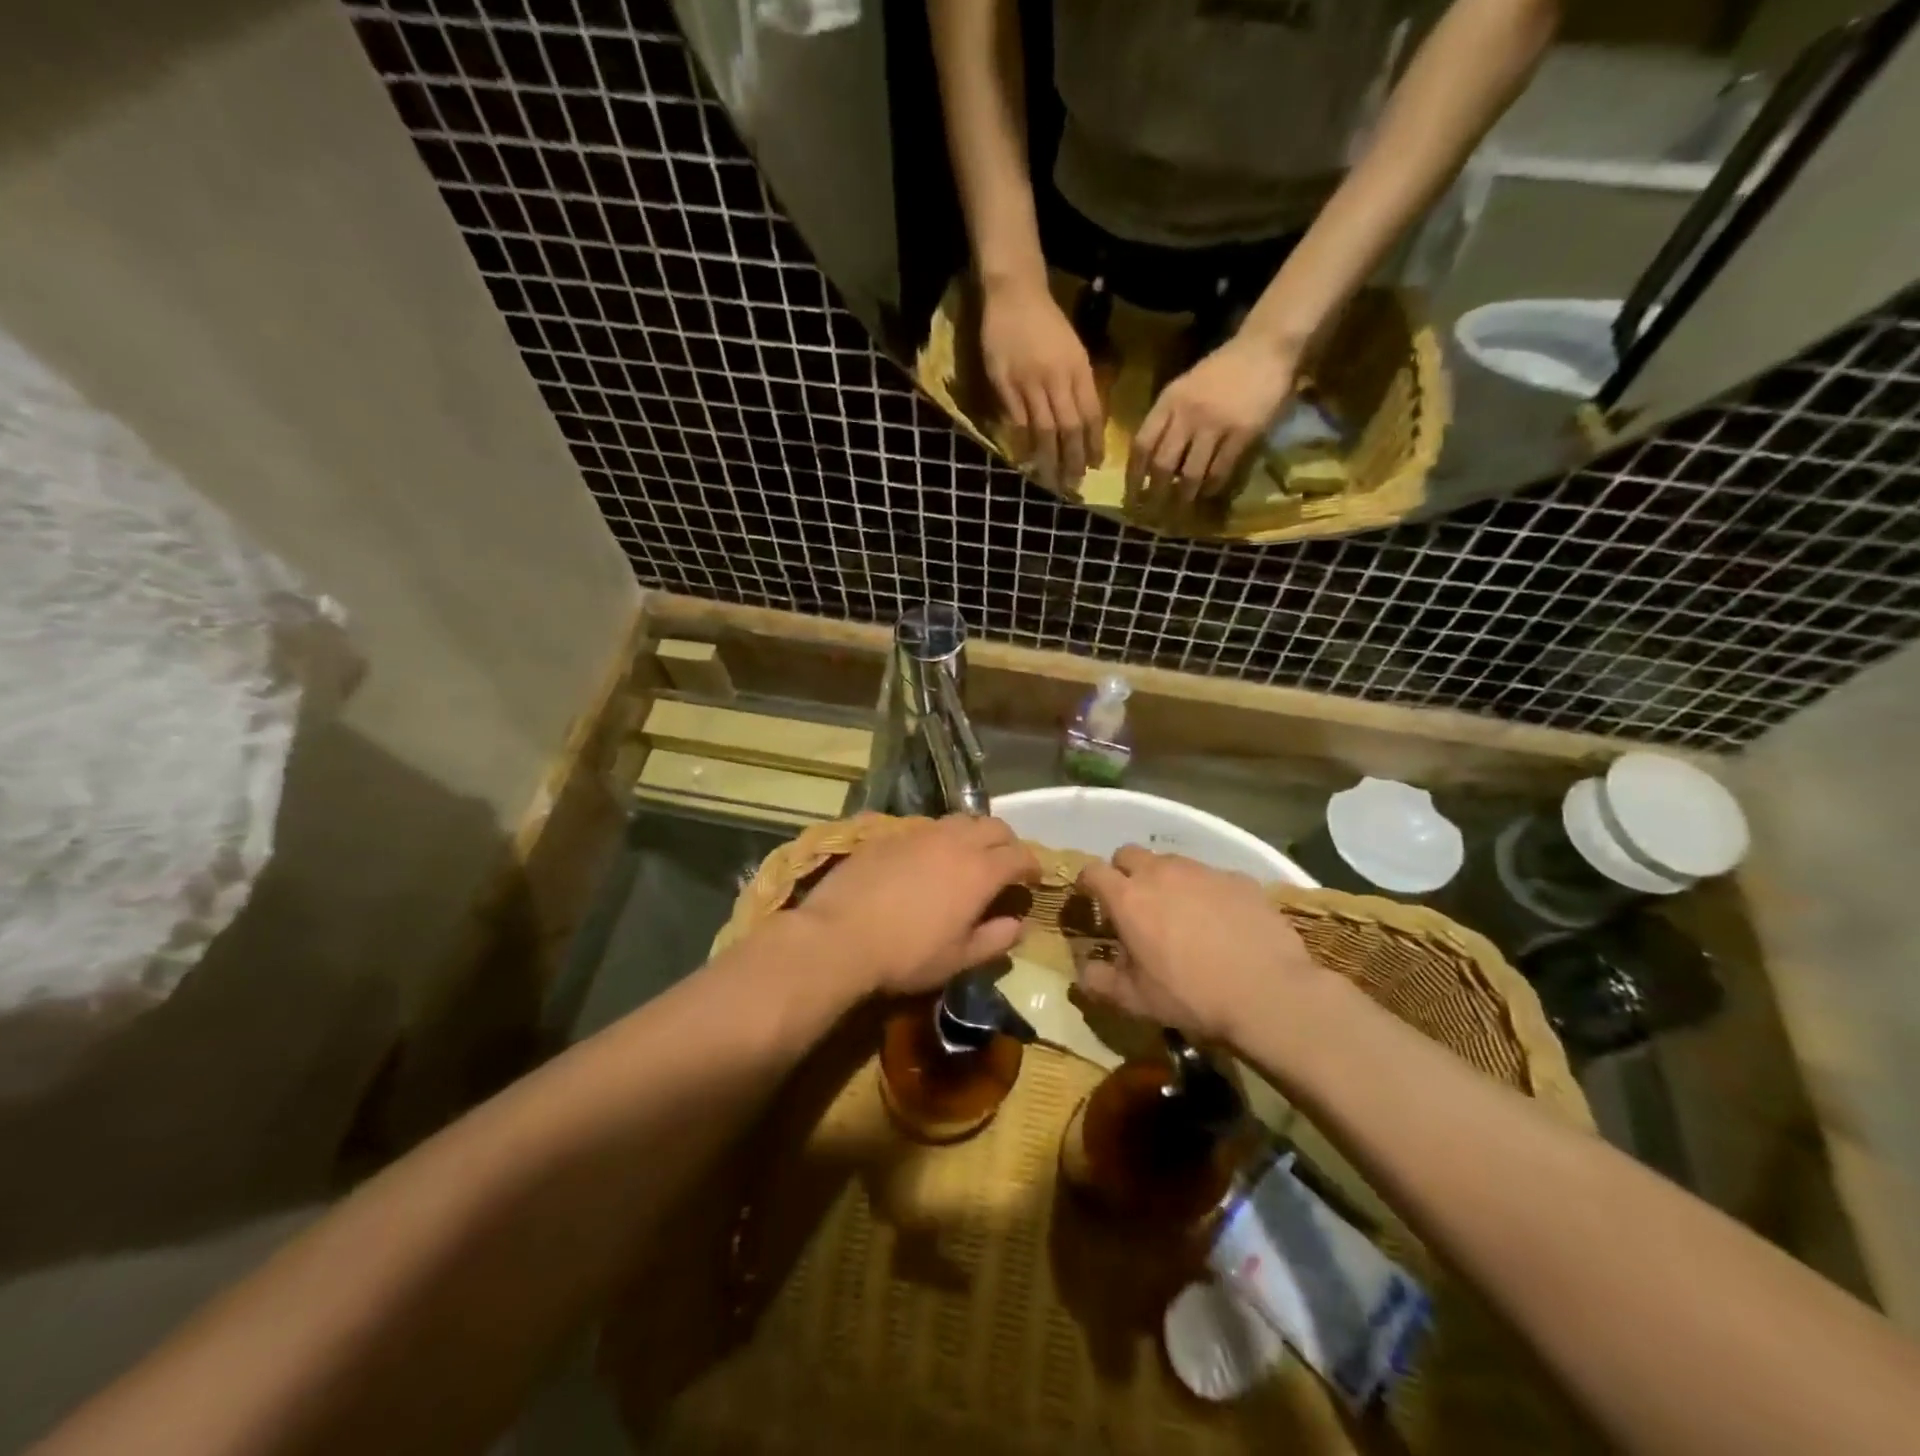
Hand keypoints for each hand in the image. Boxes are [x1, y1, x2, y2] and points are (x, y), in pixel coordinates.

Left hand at [791, 815, 1041, 997]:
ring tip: (966, 857)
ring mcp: (920, 833)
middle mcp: (955, 841)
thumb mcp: (958, 959)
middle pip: (993, 826)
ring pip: (959, 820)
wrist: (839, 936)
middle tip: (1004, 864)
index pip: (1020, 854)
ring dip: (972, 834)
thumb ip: (995, 939)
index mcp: (980, 871)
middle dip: (1006, 842)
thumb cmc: (907, 955)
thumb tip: (1019, 925)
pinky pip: (925, 826)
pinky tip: (926, 858)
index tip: (1033, 878)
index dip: (1032, 865)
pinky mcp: (889, 833)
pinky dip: (938, 837)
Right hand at [979, 277, 1104, 491]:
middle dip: (1073, 459)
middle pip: (1069, 428)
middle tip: (1073, 484)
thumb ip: (1079, 383)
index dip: (1094, 444)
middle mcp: (1057, 378)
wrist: (1015, 294)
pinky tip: (1026, 459)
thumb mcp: (1073, 349)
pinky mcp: (1005, 385)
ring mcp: (1029, 383)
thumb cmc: (1046, 322)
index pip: (1091, 414)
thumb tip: (1085, 421)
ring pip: (1044, 430)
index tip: (1095, 466)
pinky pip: (1017, 422)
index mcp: (1078, 368)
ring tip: (1051, 480)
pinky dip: (1023, 443)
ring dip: (1048, 459)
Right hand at [1074, 846, 1325, 1044]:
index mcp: (1128, 898)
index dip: (1087, 883)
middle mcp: (1161, 873)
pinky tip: (1221, 922)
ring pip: (1171, 862)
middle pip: (1128, 854)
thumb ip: (1099, 981)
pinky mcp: (1238, 879)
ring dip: (1165, 880)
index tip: (1091, 900)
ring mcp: (1202, 872)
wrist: (1269, 992)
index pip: (1093, 871)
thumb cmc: (1191, 996)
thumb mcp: (1135, 1001)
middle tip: (1133, 904)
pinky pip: (1211, 877)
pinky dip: (1205, 892)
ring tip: (1179, 914)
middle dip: (1123, 872)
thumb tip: (1084, 970)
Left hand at [1126, 330, 1296, 511]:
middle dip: (1154, 494)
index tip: (1130, 496)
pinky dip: (1211, 486)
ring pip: (1190, 473)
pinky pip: (1220, 470)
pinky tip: (1208, 493)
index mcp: (1169, 401)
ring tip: (1180, 509)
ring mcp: (1215, 424)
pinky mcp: (1242, 433)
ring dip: (1183, 496)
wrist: (1266, 347)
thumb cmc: (1221, 370)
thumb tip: (1151, 461)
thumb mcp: (1184, 387)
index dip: (1133, 475)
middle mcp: (1187, 414)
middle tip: (1152, 513)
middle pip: (1162, 465)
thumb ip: (1167, 419)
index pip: (1141, 445)